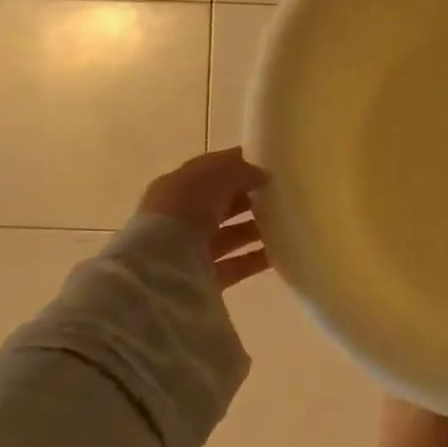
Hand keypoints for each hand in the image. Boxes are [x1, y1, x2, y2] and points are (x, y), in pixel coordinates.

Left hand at [137, 148, 270, 287]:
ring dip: (256, 229)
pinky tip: (280, 251)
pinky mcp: (204, 279)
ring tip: (287, 223)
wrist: (160, 270)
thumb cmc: (183, 210)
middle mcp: (181, 218)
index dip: (239, 167)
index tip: (271, 167)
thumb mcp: (214, 176)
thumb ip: (240, 170)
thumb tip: (263, 175)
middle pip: (222, 205)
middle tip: (283, 196)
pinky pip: (237, 265)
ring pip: (231, 235)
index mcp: (176, 188)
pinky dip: (257, 258)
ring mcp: (192, 250)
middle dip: (250, 200)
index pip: (211, 173)